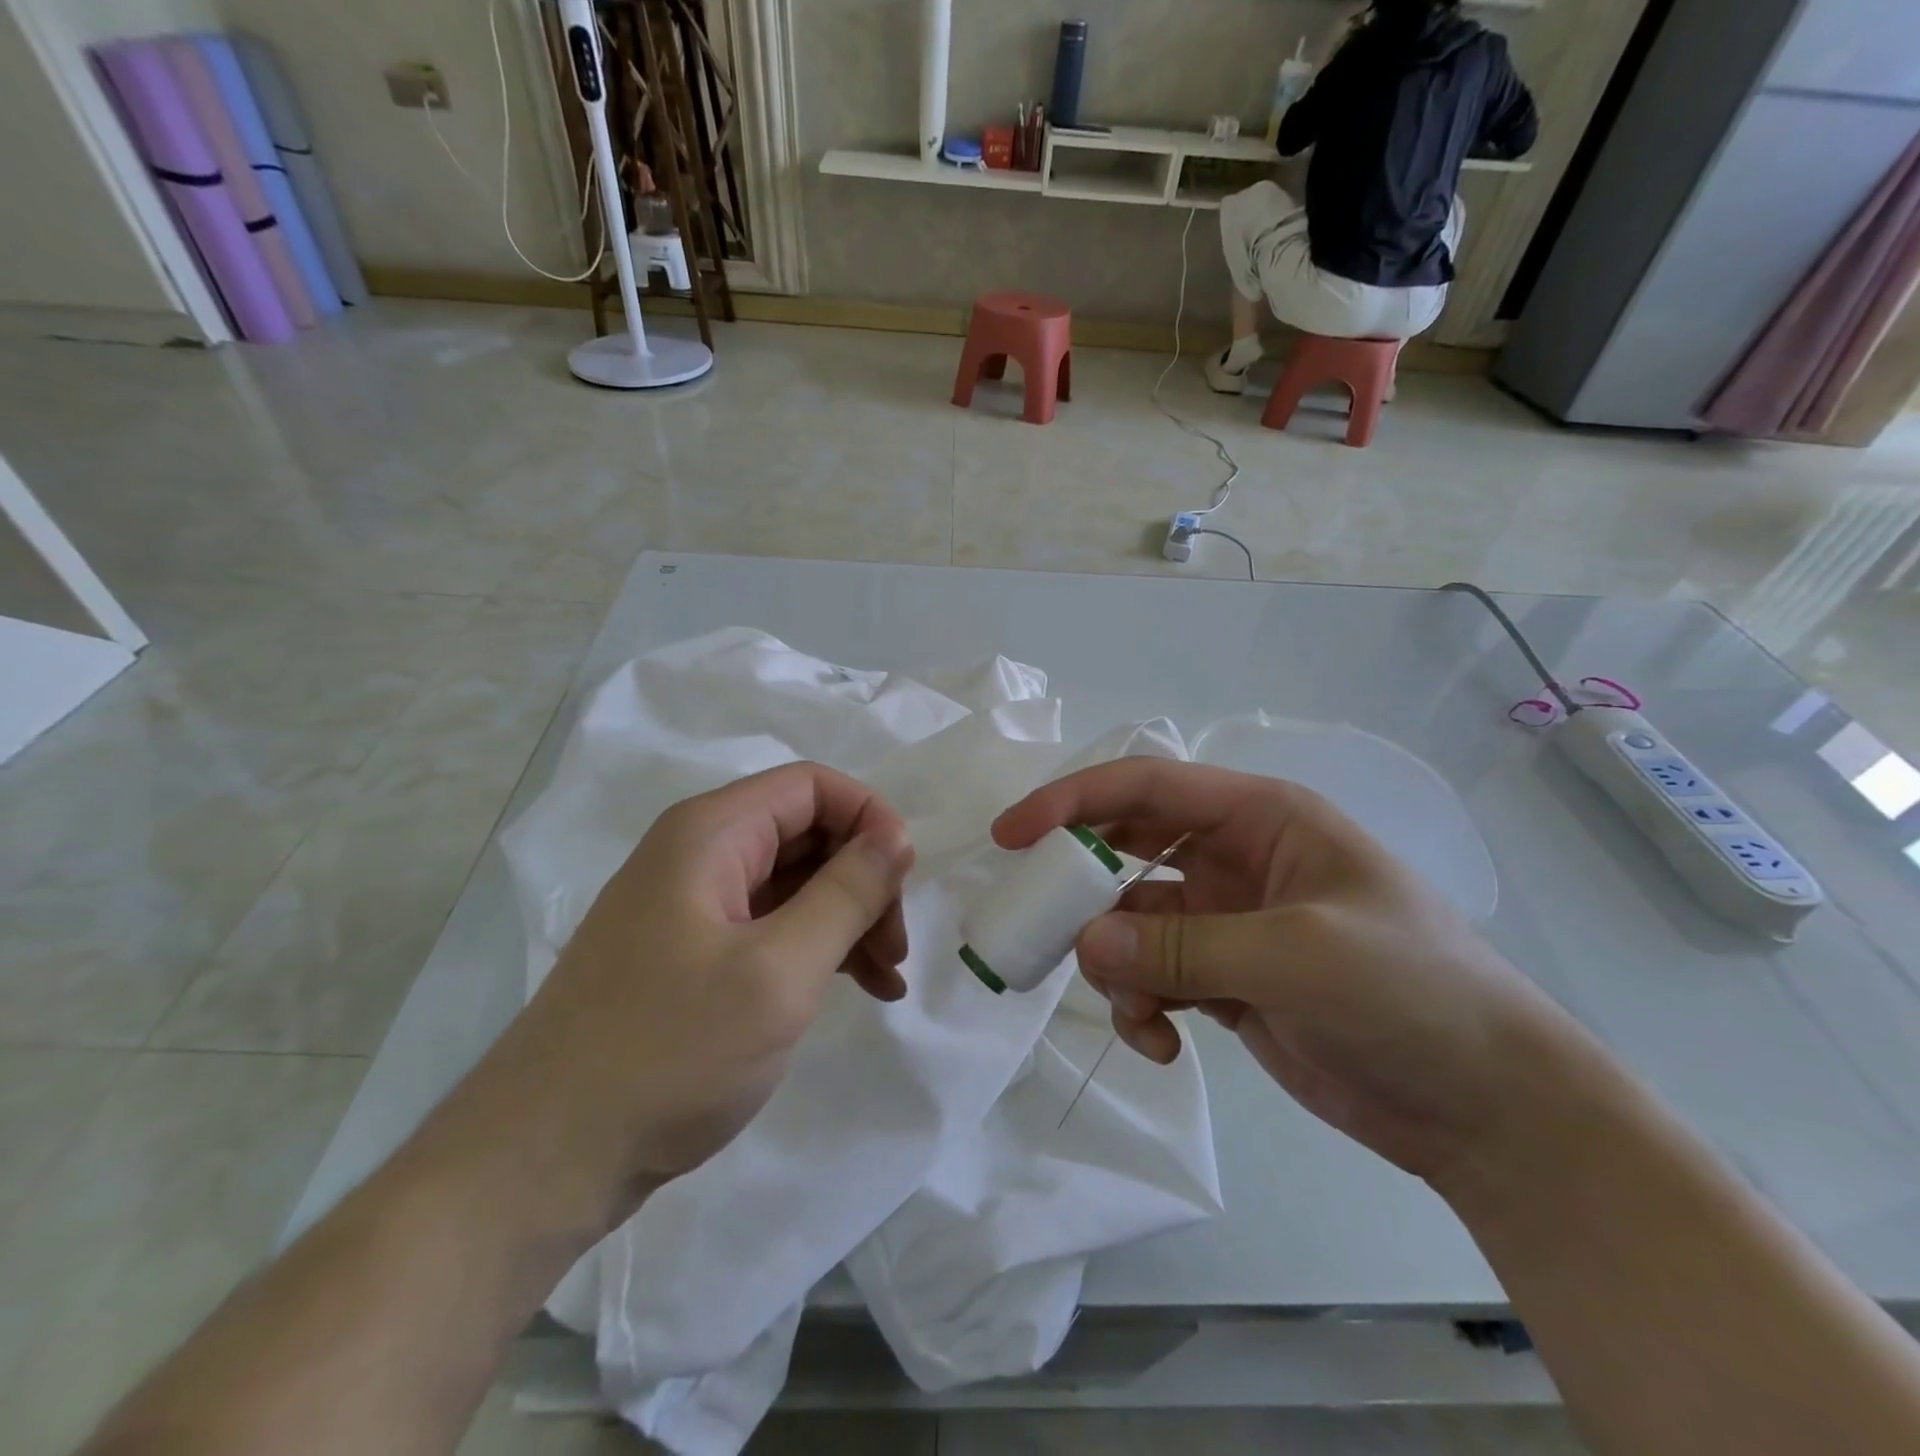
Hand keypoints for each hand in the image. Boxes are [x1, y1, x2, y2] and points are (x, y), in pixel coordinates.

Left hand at [501, 762, 913, 1216]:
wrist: (542, 1161)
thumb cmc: (669, 1053)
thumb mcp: (779, 971)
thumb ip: (846, 894)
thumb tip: (896, 836)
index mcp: (710, 834)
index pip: (812, 786)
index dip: (869, 818)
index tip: (904, 879)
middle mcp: (697, 854)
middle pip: (806, 833)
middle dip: (863, 878)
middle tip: (896, 945)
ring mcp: (691, 907)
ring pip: (794, 883)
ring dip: (848, 919)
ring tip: (888, 977)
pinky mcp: (691, 954)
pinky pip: (771, 926)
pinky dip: (818, 948)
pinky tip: (856, 988)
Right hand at [993, 760, 1586, 1184]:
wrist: (1489, 1107)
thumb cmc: (1410, 993)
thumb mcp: (1296, 957)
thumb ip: (1181, 947)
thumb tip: (1085, 942)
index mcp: (1261, 818)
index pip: (1147, 787)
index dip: (1073, 801)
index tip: (1012, 835)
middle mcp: (1235, 858)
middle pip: (1126, 849)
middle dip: (1080, 885)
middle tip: (1035, 923)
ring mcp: (1225, 921)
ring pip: (1130, 921)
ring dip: (1114, 962)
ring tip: (1134, 1011)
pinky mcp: (1222, 978)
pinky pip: (1151, 976)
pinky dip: (1141, 1007)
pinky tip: (1162, 1045)